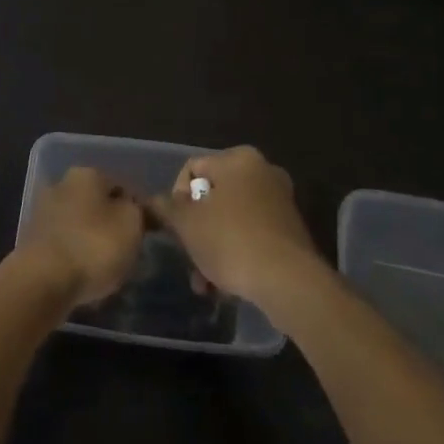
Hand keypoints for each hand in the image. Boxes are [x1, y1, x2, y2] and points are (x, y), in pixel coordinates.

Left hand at [17, 166, 145, 306]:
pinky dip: (74, 257)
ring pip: (79, 225)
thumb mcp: (131, 224)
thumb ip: (138, 211)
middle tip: (127, 252)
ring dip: (91, 241)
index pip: (121, 187)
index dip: (137, 210)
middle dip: (110, 224)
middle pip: (97, 204)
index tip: (146, 235)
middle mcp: (62, 184)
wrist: (41, 281)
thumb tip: (134, 208)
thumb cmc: (93, 246)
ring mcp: (43, 212)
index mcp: (87, 174)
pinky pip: (63, 246)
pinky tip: (83, 278)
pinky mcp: (32, 241)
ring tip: (106, 270)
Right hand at [147, 146, 321, 307]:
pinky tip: (226, 285)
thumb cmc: (231, 241)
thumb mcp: (187, 224)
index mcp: (238, 158)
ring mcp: (280, 201)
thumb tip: (153, 201)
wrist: (289, 282)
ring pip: (231, 219)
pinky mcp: (291, 230)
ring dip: (213, 247)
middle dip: (196, 230)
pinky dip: (237, 253)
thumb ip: (166, 208)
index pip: (193, 169)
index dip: (177, 198)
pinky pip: (252, 234)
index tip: (176, 228)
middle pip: (213, 197)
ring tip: (205, 283)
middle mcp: (263, 171)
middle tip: (188, 257)